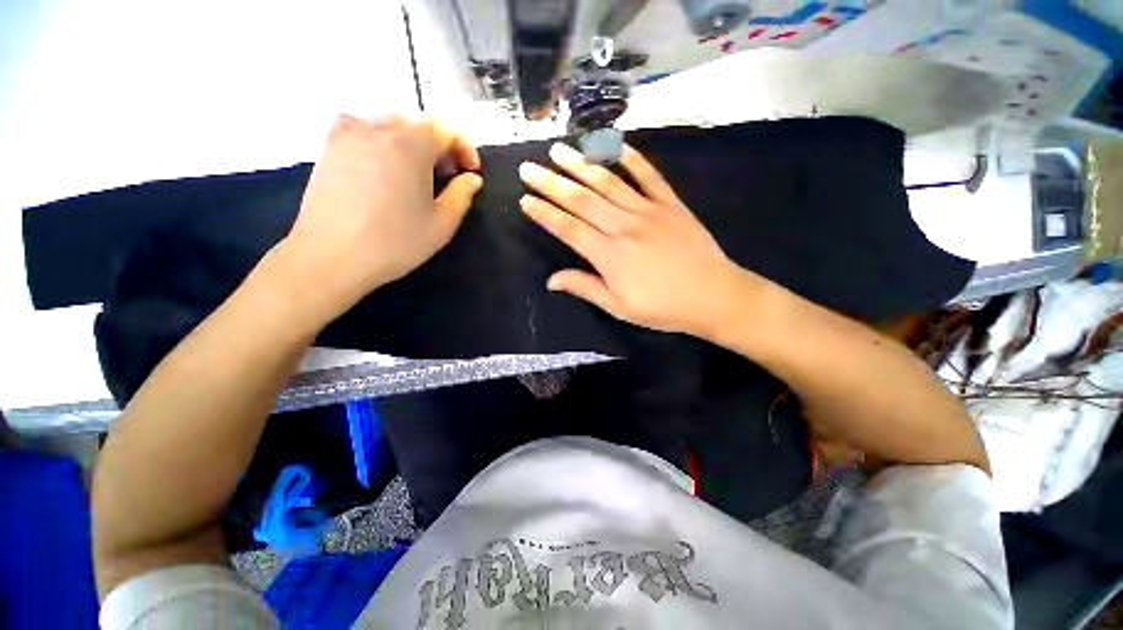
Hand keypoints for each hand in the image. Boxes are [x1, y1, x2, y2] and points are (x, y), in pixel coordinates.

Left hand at [277, 114, 481, 320]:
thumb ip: (462, 195)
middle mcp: (380, 129)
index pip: (446, 131)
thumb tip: (472, 178)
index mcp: (411, 145)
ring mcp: (349, 134)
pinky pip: (362, 129)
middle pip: (419, 125)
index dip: (465, 149)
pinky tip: (382, 164)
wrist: (331, 256)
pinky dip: (381, 140)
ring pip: (391, 125)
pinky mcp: (329, 147)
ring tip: (416, 173)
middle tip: (447, 176)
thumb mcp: (441, 224)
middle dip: (440, 147)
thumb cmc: (395, 242)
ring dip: (413, 143)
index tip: (471, 173)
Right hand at [519, 142, 758, 337]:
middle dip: (551, 183)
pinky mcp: (671, 204)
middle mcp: (624, 226)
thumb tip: (551, 280)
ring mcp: (649, 211)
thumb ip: (585, 288)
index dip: (544, 213)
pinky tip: (615, 145)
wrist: (714, 296)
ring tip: (559, 150)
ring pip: (609, 183)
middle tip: (529, 167)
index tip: (524, 199)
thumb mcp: (620, 306)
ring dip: (582, 165)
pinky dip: (632, 159)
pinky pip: (649, 176)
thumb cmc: (663, 307)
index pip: (568, 228)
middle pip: (582, 200)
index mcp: (609, 255)